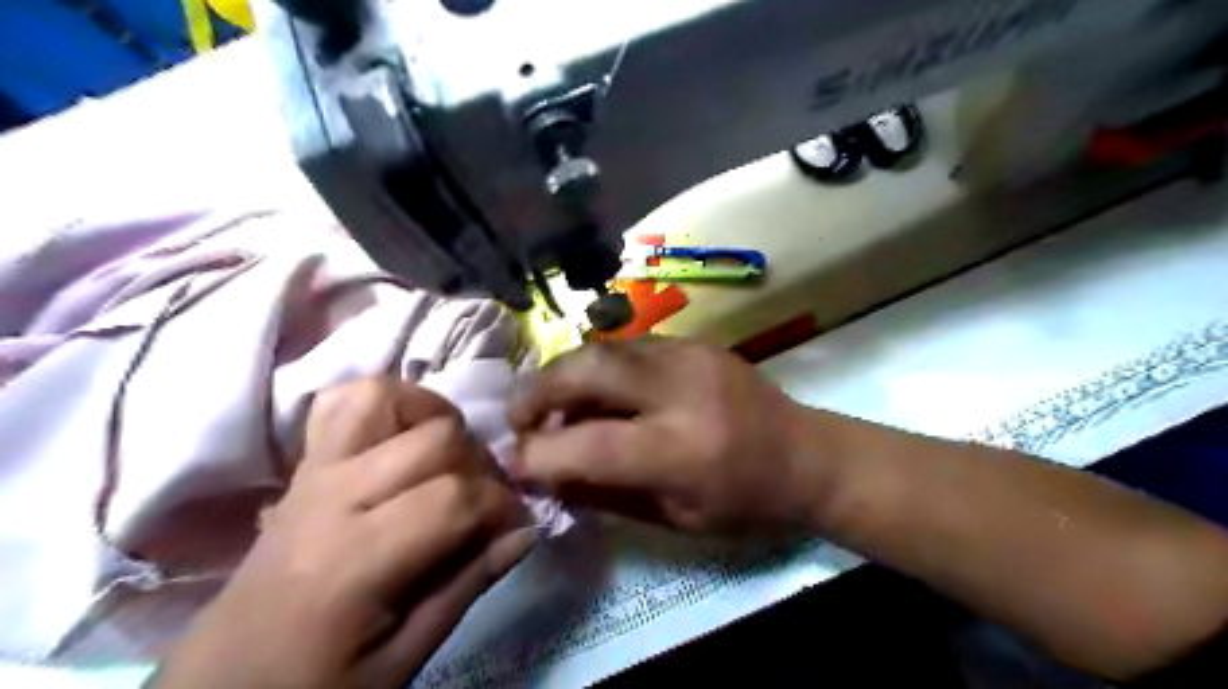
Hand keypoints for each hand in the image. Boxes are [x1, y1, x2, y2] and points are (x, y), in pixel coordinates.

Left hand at [154, 379, 532, 688]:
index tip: (511, 527)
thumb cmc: (316, 684)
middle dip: (478, 465)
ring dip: (432, 414)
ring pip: (384, 395)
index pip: (456, 498)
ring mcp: (314, 472)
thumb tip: (526, 530)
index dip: (500, 507)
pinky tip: (405, 434)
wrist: (223, 686)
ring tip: (450, 452)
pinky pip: (341, 401)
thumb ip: (468, 584)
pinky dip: (384, 403)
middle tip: (483, 500)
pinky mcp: (305, 465)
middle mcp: (334, 498)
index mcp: (357, 560)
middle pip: (435, 440)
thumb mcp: (404, 656)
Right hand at [508, 337, 833, 534]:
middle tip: (518, 418)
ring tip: (551, 404)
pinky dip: (599, 367)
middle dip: (538, 391)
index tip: (512, 464)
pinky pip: (628, 346)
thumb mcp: (676, 518)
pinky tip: (597, 391)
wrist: (808, 455)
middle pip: (588, 368)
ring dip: (564, 374)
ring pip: (603, 348)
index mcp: (683, 450)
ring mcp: (690, 355)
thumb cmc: (747, 503)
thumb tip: (547, 478)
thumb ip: (606, 494)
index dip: (539, 455)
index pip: (589, 445)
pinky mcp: (694, 342)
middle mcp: (682, 390)